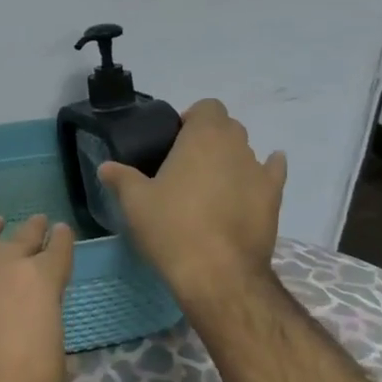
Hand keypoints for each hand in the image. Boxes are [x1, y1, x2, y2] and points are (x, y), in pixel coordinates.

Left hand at [0, 215, 74, 381]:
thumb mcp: (54, 361)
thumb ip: (46, 325)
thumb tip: (37, 319)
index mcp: (40, 282)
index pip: (56, 250)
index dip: (61, 240)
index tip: (61, 231)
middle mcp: (0, 265)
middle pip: (19, 238)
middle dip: (32, 230)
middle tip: (37, 222)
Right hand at [97, 98, 286, 312]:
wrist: (218, 274)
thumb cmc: (171, 227)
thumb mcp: (135, 202)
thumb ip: (121, 177)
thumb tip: (106, 167)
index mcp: (203, 136)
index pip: (207, 107)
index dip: (191, 119)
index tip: (172, 142)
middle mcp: (236, 146)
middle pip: (227, 127)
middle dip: (209, 138)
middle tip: (185, 165)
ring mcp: (259, 172)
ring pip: (247, 151)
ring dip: (230, 159)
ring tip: (210, 185)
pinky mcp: (274, 199)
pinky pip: (272, 174)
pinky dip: (264, 172)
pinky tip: (252, 183)